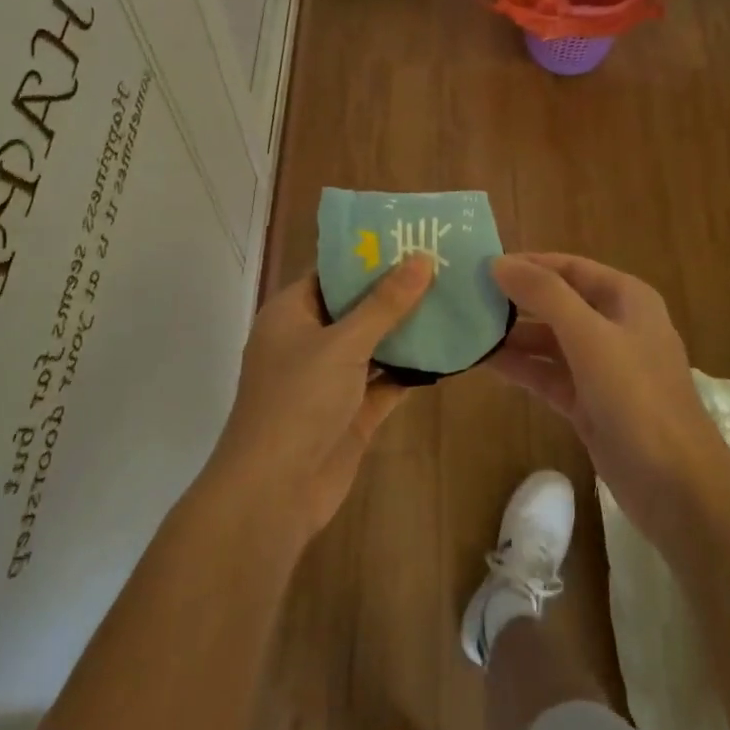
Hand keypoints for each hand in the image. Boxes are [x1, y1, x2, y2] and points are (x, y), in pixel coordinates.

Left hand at [208, 257, 433, 540]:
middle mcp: (309, 340)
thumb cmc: (298, 401)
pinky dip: (412, 368)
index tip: (411, 237)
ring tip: (454, 299)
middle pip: (357, 306)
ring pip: (375, 344)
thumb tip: (421, 258)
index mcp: (292, 313)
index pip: (332, 272)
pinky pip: (386, 380)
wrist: (275, 492)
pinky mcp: (352, 411)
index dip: (369, 255)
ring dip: (408, 329)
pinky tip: (449, 350)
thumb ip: (384, 303)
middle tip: (444, 264)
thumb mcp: (343, 343)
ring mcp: (331, 379)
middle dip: (397, 290)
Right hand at [487, 253, 729, 540]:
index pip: (569, 267)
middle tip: (466, 297)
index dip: (528, 263)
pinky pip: (548, 375)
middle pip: (557, 302)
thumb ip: (544, 295)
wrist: (678, 487)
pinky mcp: (589, 403)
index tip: (481, 264)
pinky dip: (521, 368)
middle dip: (516, 299)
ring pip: (550, 341)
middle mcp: (615, 326)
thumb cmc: (638, 398)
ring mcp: (602, 368)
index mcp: (626, 299)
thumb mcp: (590, 337)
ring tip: (466, 329)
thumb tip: (498, 262)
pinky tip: (484, 363)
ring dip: (513, 336)